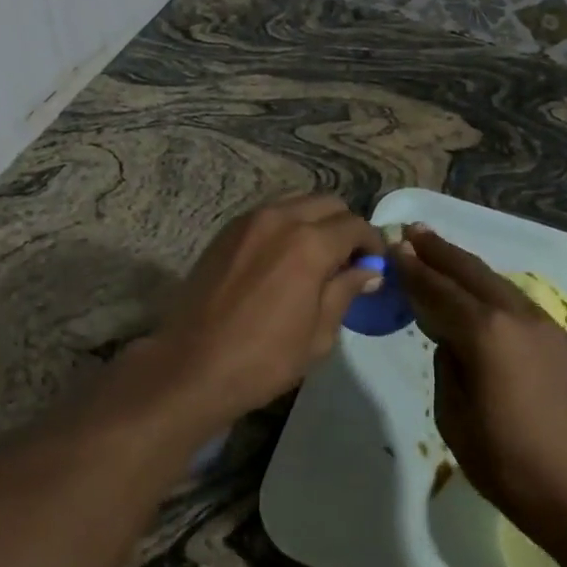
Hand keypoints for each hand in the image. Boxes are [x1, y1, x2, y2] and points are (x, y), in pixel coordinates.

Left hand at [147, 196, 383, 430]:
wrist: (192, 365)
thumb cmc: (263, 358)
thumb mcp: (319, 334)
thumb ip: (345, 291)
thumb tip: (369, 270)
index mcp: (309, 244)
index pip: (354, 225)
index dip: (371, 242)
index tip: (375, 263)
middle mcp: (281, 219)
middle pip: (327, 203)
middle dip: (344, 226)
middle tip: (347, 260)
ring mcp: (249, 220)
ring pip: (296, 202)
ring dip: (314, 221)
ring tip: (315, 256)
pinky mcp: (227, 230)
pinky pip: (269, 213)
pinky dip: (286, 224)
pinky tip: (282, 257)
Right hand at [391, 225, 566, 548]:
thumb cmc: (511, 465)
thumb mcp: (455, 419)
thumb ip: (447, 366)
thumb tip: (451, 342)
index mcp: (485, 333)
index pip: (439, 291)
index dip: (413, 270)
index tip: (393, 248)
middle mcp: (515, 316)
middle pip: (469, 272)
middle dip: (439, 251)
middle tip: (413, 231)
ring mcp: (542, 325)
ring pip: (494, 281)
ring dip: (464, 265)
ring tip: (439, 250)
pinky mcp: (558, 340)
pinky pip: (512, 298)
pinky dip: (487, 286)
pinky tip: (476, 289)